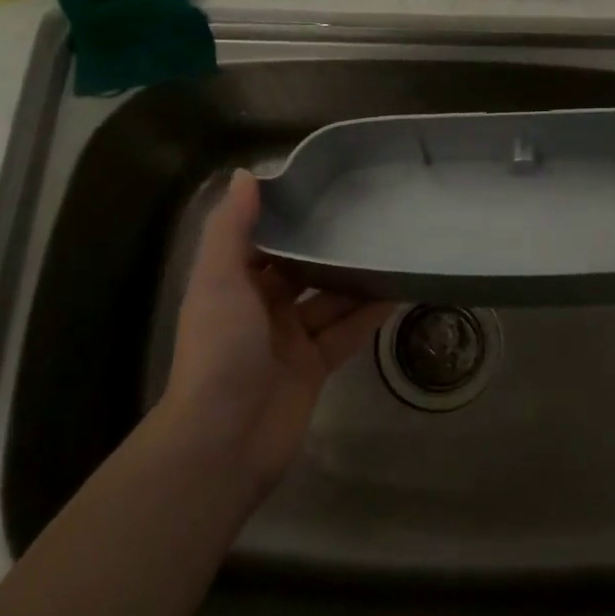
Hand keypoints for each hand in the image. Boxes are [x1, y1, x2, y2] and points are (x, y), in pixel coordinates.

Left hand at [158, 170, 391, 493]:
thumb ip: (231, 228)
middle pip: (301, 268)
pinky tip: (396, 291)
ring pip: (328, 299)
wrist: (223, 441)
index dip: (288, 214)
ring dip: (354, 279)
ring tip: (390, 247)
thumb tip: (246, 174)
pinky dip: (367, 315)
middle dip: (328, 245)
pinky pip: (345, 333)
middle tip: (369, 214)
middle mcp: (261, 307)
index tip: (323, 185)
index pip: (264, 239)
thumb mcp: (219, 279)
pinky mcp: (314, 367)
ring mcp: (289, 339)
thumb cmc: (219, 349)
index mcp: (234, 283)